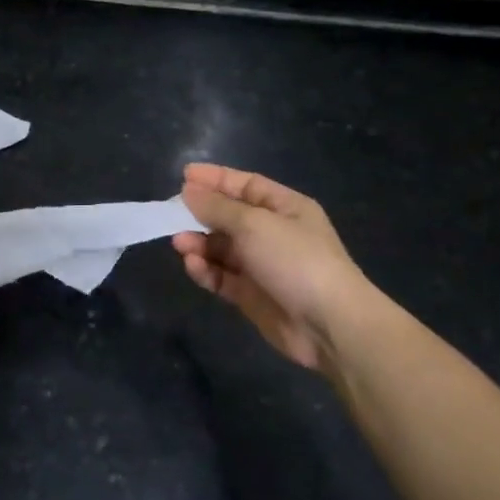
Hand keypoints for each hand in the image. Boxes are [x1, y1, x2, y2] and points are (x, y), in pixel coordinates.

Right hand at [172, 163, 374, 372]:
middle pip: (229, 216)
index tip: (184, 175)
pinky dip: (207, 270)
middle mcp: (274, 233)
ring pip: (222, 248)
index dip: (215, 179)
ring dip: (199, 244)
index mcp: (285, 207)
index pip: (245, 185)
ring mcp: (263, 265)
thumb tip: (189, 191)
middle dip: (201, 214)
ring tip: (180, 244)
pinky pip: (222, 276)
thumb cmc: (295, 259)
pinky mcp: (252, 295)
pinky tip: (193, 266)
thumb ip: (217, 207)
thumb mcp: (254, 224)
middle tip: (172, 215)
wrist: (328, 323)